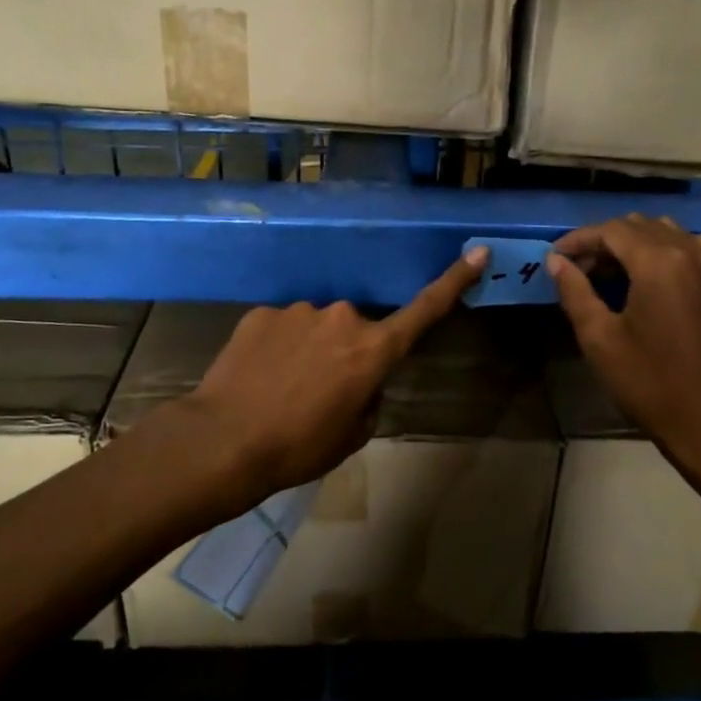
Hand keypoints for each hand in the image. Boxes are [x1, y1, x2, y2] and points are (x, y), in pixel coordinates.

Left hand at [172, 249, 487, 514]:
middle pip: (356, 330)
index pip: (425, 310)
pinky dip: (277, 348)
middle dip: (347, 352)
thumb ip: (369, 398)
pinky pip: (282, 328)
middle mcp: (342, 318)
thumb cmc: (298, 447)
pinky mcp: (262, 312)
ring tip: (282, 388)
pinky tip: (258, 376)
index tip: (477, 253)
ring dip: (309, 350)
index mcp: (373, 349)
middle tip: (320, 392)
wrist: (223, 441)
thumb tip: (361, 382)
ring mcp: (299, 311)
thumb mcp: (352, 435)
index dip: (454, 281)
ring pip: (316, 327)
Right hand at [548, 215, 700, 474]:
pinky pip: (686, 248)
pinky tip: (643, 282)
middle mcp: (690, 250)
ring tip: (606, 275)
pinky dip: (659, 254)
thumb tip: (556, 261)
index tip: (553, 257)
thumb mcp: (600, 338)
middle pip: (638, 226)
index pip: (611, 230)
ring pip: (663, 233)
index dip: (578, 239)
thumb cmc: (650, 383)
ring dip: (631, 245)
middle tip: (576, 271)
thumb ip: (575, 291)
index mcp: (659, 261)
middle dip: (603, 242)